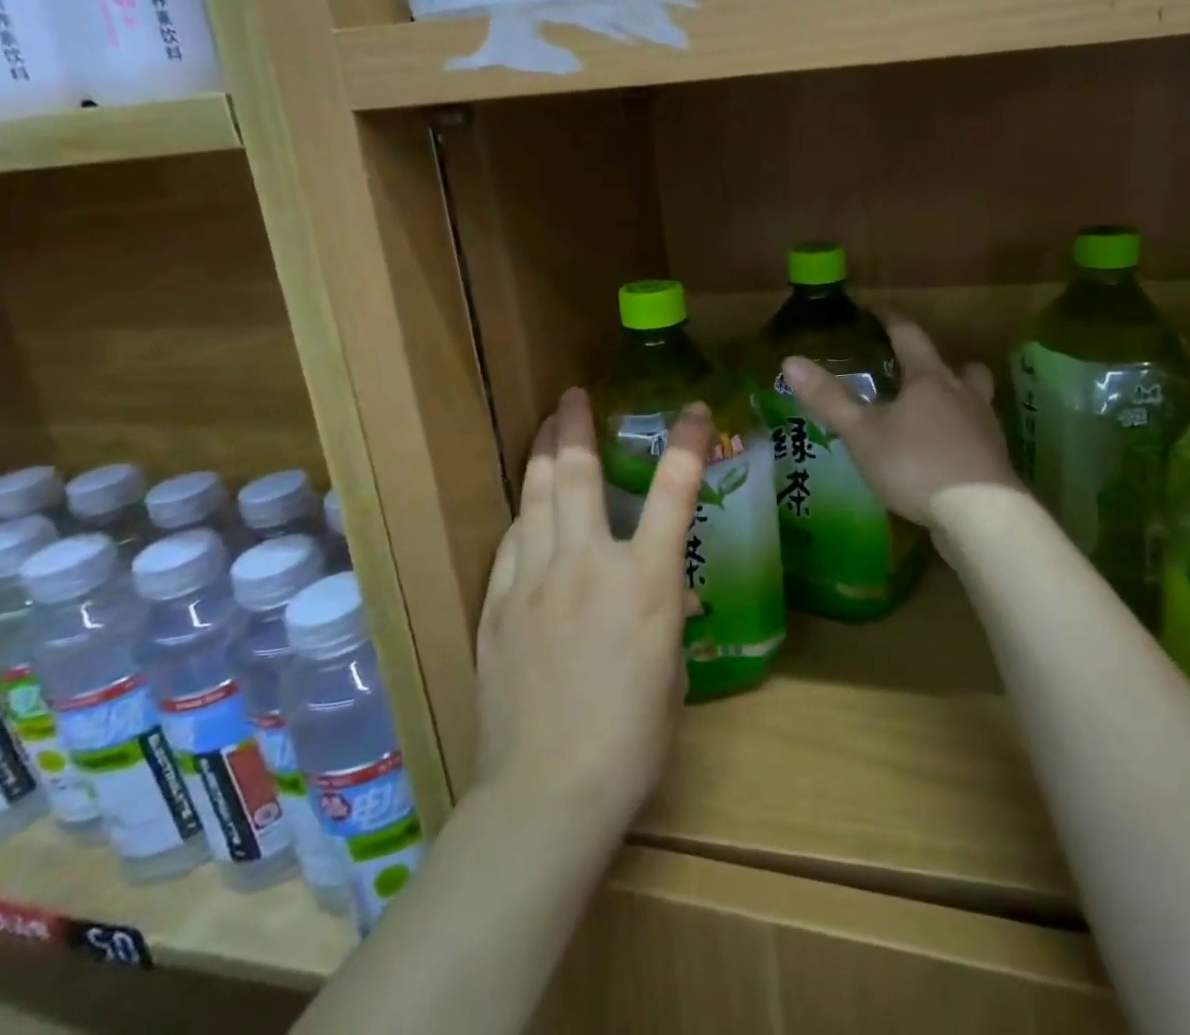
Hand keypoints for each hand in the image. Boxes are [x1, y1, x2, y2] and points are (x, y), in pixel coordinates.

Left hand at [474, 387, 710, 834]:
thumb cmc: (630, 740)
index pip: (674, 490)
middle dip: (576, 425)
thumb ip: (665, 618)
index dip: (685, 442)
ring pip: (536, 498)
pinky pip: (511, 543)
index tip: (691, 409)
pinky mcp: (498, 606)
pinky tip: (526, 510)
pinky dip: (524, 517)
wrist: (546, 793)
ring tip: (547, 429)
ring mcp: (534, 580)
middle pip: (578, 474)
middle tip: (572, 396)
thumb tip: (664, 595)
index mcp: (646, 580)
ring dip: (544, 456)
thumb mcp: (670, 673)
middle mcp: (588, 564)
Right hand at [782, 314, 1022, 525]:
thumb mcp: (862, 433)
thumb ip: (828, 398)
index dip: (890, 319)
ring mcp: (984, 428)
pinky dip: (960, 435)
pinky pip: (976, 435)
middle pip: (959, 365)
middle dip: (936, 363)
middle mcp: (963, 395)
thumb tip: (790, 361)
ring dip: (956, 398)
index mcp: (929, 380)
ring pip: (975, 399)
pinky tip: (943, 455)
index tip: (874, 308)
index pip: (909, 335)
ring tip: (930, 416)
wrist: (980, 516)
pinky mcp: (994, 461)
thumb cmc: (916, 465)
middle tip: (913, 371)